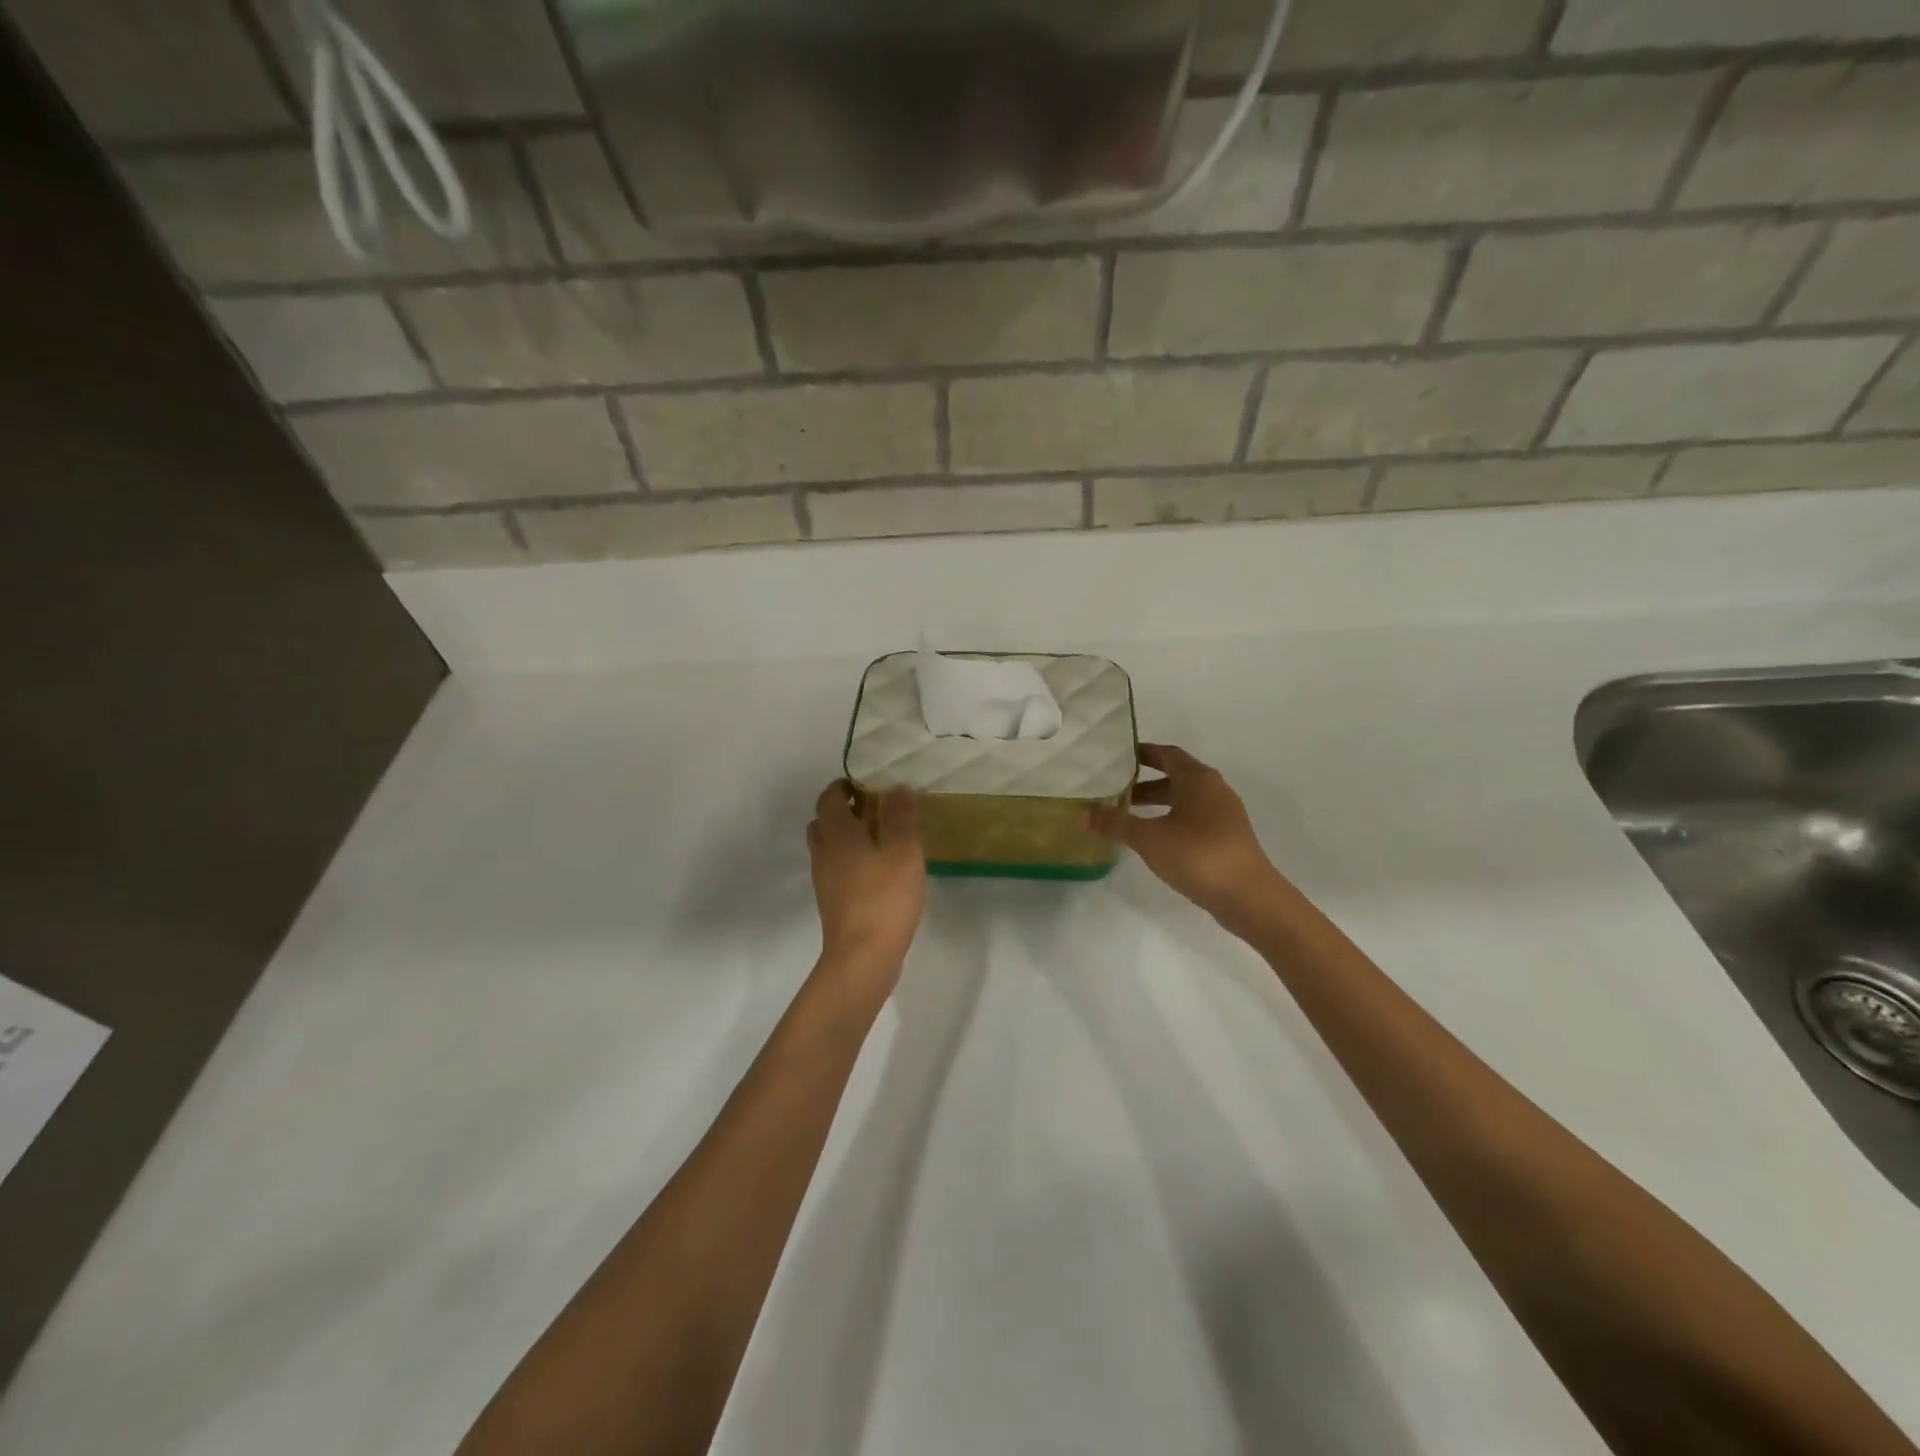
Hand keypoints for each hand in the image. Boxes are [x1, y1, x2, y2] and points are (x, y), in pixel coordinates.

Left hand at [806, 780, 925, 985]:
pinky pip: (836, 869)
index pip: (829, 797)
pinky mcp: (832, 901)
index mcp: (837, 833)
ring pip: (828, 846)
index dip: (844, 786)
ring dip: (847, 837)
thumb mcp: (903, 850)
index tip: (868, 785)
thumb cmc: (884, 897)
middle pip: (824, 821)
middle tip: (875, 811)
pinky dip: (850, 860)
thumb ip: (900, 816)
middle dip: (845, 810)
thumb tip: (897, 787)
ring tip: (879, 840)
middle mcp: (823, 852)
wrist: (862, 957)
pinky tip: (877, 871)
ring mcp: (824, 879)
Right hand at [1093, 744, 1283, 929]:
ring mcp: (1224, 815)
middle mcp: (1214, 790)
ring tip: (1127, 817)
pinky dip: (1171, 820)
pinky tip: (1153, 840)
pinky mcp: (1227, 838)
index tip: (1116, 757)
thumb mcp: (1149, 838)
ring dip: (1157, 804)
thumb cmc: (1198, 855)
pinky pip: (1193, 819)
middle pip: (1175, 777)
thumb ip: (1115, 824)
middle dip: (1144, 783)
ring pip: (1184, 800)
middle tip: (1113, 790)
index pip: (1167, 754)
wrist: (1249, 897)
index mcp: (1198, 779)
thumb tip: (1081, 815)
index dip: (1142, 753)